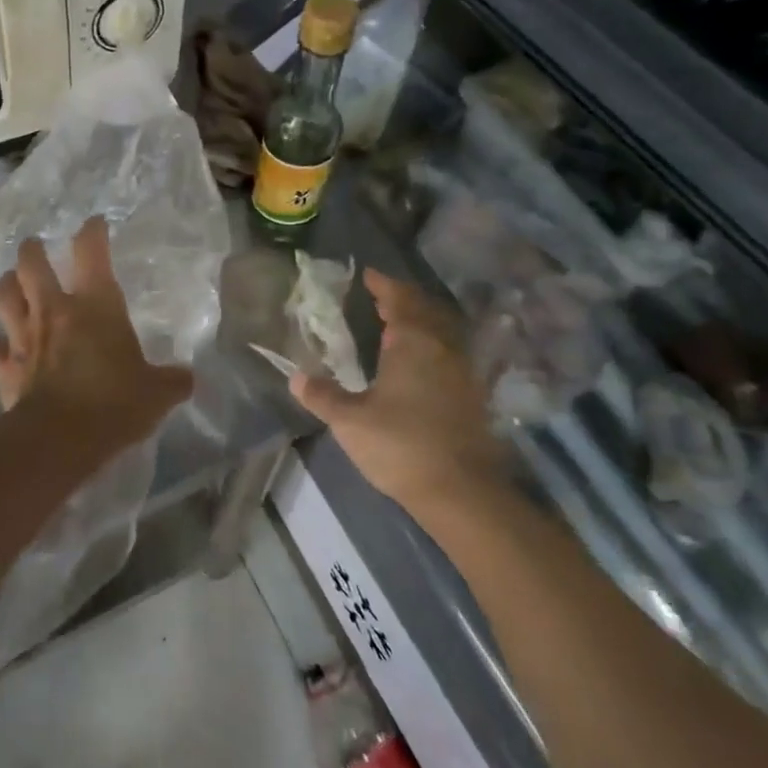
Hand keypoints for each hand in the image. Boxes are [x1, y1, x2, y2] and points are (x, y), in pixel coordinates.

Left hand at [0, 216, 193, 451]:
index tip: (95, 224)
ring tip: (11, 283)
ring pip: (4, 297)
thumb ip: (173, 381)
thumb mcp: (156, 393)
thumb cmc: (113, 403)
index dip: (93, 232)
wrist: (59, 439)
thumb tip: (187, 378)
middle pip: (32, 264)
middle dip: (32, 251)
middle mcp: (54, 311)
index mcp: (95, 305)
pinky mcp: (6, 369)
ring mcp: (24, 338)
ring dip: (7, 286)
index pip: (91, 252)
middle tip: (36, 246)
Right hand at [291, 268, 502, 511]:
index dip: (383, 285)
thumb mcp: (350, 421)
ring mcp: (462, 372)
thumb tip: (295, 377)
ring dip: (420, 322)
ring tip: (395, 327)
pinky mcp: (472, 396)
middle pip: (425, 310)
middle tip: (379, 299)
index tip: (367, 275)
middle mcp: (443, 348)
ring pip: (441, 332)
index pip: (399, 299)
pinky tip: (417, 364)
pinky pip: (449, 354)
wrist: (462, 492)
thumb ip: (323, 396)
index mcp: (414, 342)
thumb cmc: (401, 445)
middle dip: (403, 300)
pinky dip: (431, 347)